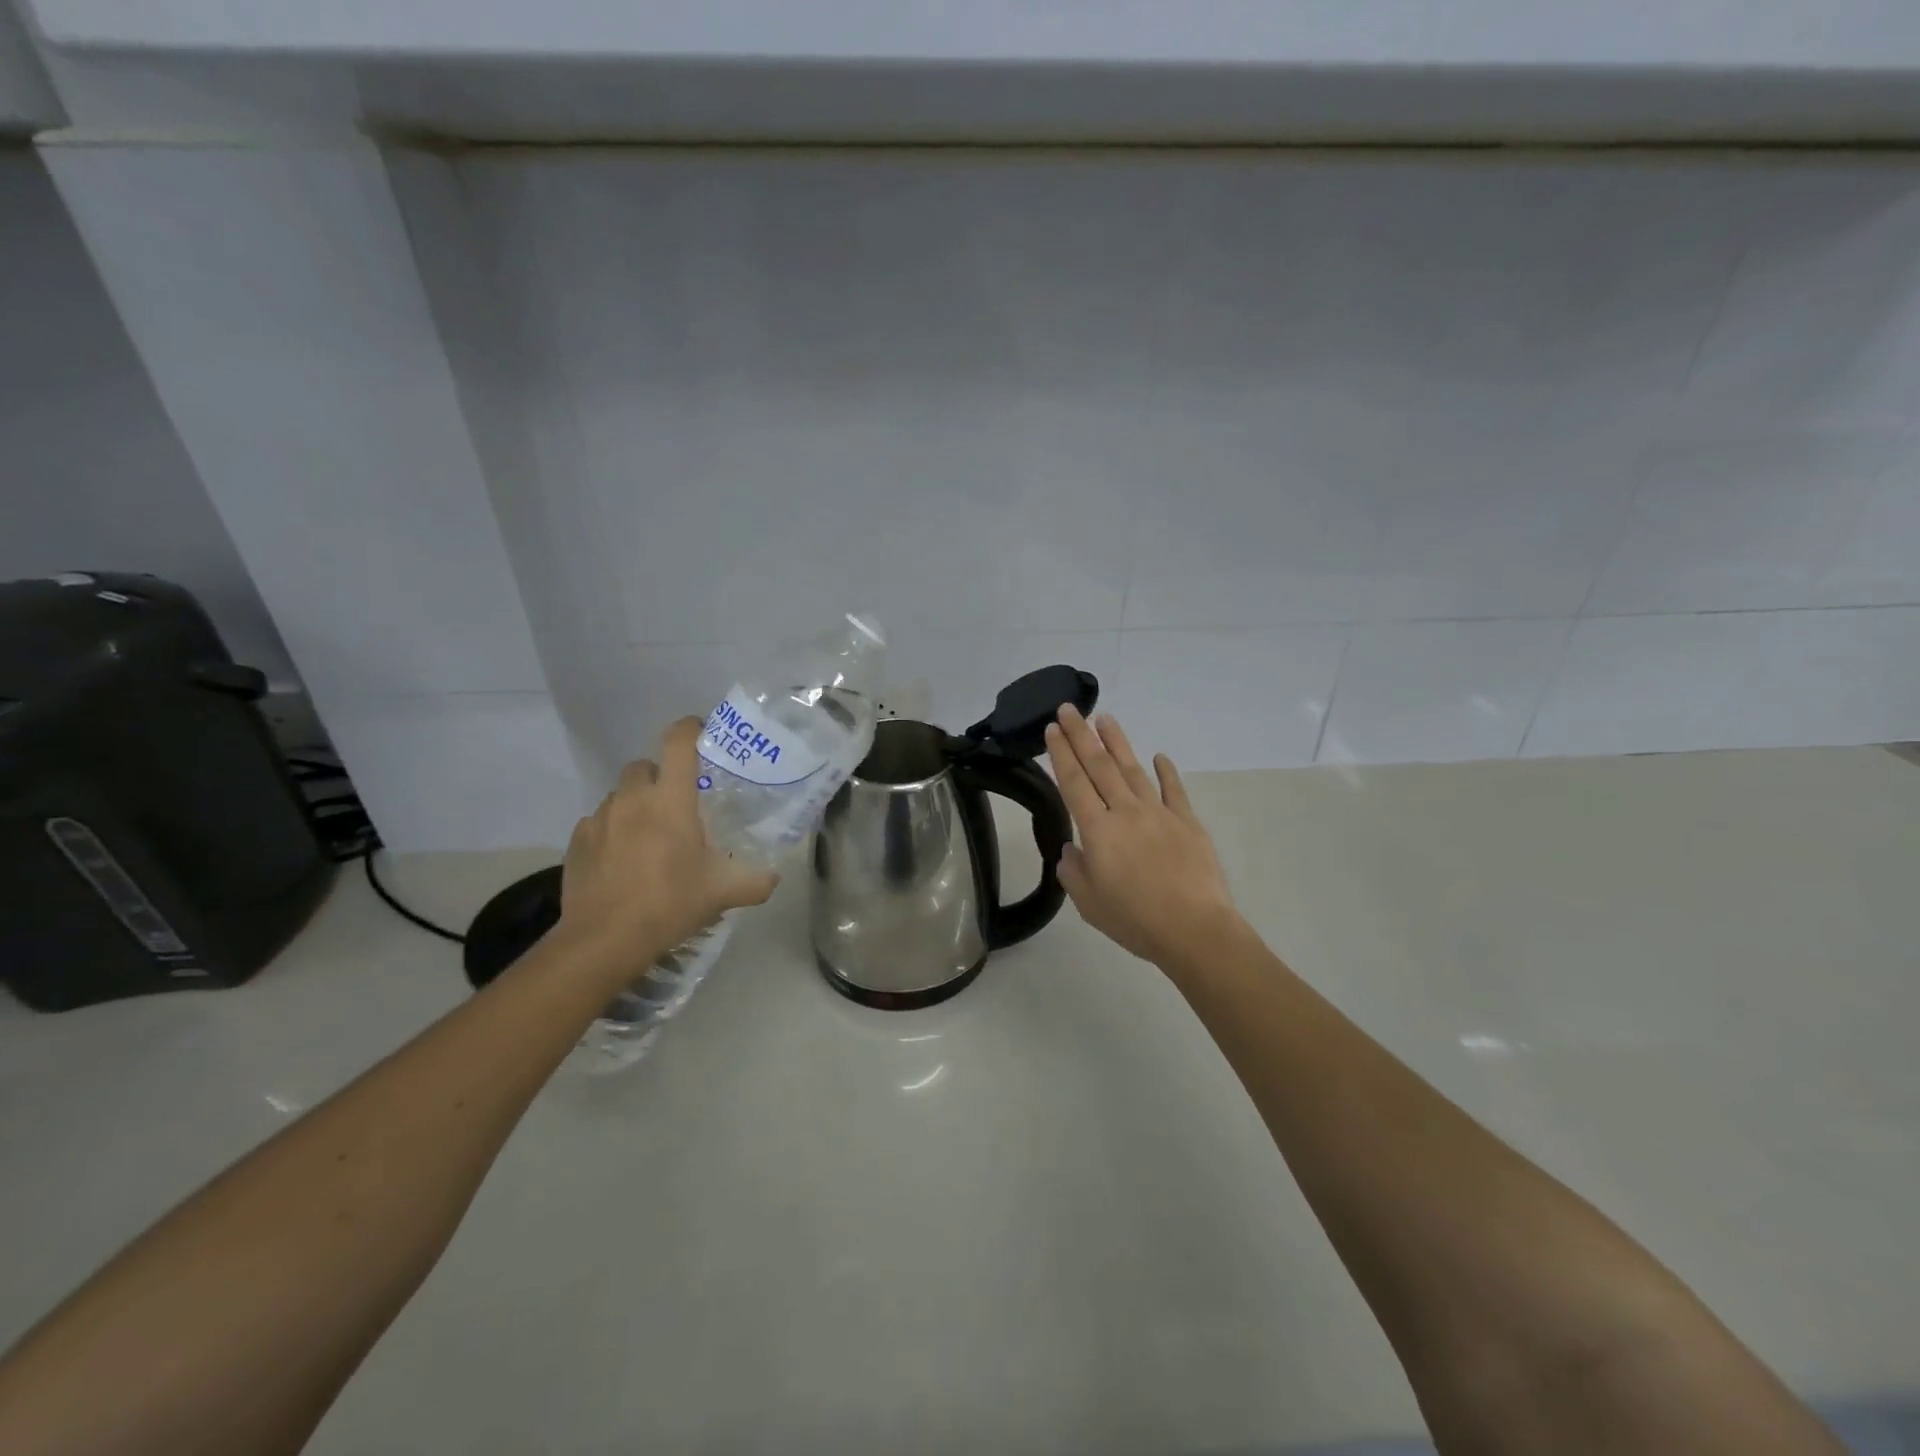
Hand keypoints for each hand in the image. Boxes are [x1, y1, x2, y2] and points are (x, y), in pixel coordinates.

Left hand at [557, 717, 778, 975]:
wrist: (605, 939)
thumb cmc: (671, 902)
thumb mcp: (724, 893)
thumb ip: (756, 881)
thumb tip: (773, 877)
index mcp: (671, 799)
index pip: (678, 742)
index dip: (690, 728)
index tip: (701, 732)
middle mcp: (633, 798)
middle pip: (644, 765)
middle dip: (660, 776)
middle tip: (677, 804)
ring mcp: (600, 818)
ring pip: (620, 795)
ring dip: (635, 805)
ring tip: (648, 836)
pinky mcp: (576, 841)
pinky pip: (598, 823)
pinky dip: (611, 831)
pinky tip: (621, 860)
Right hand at [1044, 706, 1242, 968]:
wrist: (1194, 929)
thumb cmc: (1134, 919)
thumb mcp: (1088, 903)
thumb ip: (1073, 870)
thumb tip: (1072, 849)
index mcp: (1098, 830)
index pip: (1074, 782)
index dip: (1061, 754)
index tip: (1053, 729)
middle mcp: (1126, 812)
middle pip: (1099, 766)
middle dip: (1081, 735)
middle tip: (1069, 708)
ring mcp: (1159, 813)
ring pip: (1133, 769)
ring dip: (1117, 743)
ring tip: (1105, 719)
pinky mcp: (1188, 822)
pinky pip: (1174, 790)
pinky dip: (1166, 771)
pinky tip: (1159, 756)